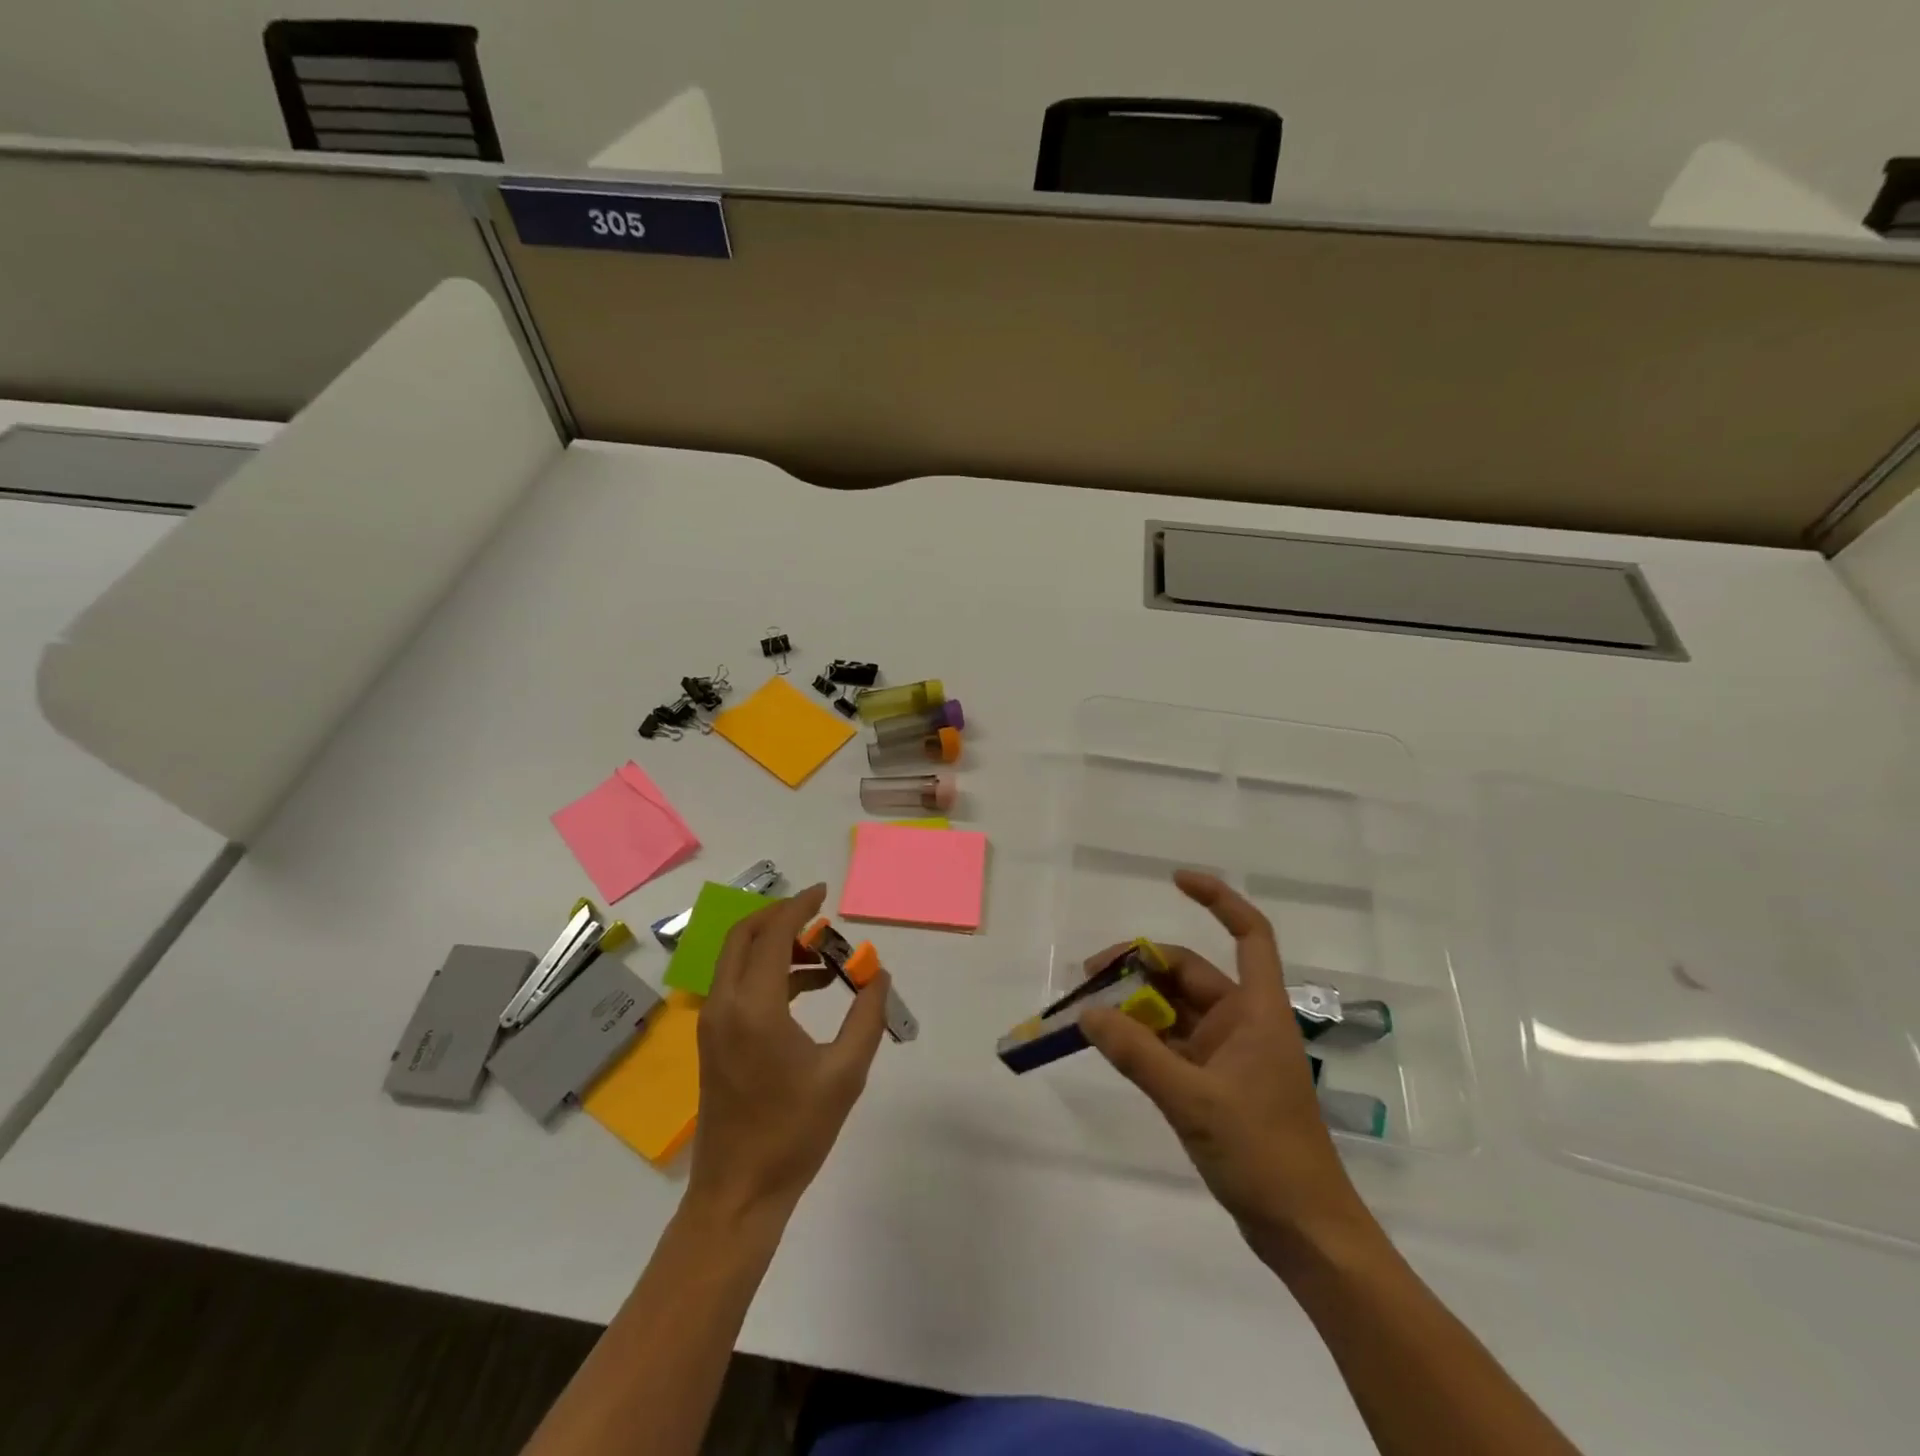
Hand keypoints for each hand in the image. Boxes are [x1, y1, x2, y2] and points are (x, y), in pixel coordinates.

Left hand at [688, 884, 889, 1224]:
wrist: (738, 1193)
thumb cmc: (794, 1133)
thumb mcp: (845, 1072)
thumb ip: (867, 1016)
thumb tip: (879, 976)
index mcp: (753, 1007)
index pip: (772, 934)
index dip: (799, 907)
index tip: (825, 892)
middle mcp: (724, 1005)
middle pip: (744, 936)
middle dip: (781, 917)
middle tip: (819, 916)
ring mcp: (713, 1023)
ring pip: (739, 960)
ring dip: (776, 946)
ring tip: (825, 958)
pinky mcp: (713, 1039)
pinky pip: (739, 985)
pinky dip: (769, 973)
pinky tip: (807, 989)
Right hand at [1079, 870, 1371, 1261]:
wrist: (1305, 1232)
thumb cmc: (1263, 1155)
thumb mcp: (1192, 1101)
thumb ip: (1136, 1054)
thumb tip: (1087, 1013)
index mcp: (1258, 1011)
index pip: (1249, 935)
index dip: (1218, 899)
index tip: (1175, 880)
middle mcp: (1244, 1022)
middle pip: (1191, 972)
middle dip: (1142, 967)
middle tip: (1090, 978)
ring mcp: (1230, 1054)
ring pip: (1176, 1010)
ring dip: (1136, 1007)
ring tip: (1088, 1011)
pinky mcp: (1217, 1083)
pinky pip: (1172, 1044)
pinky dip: (1142, 1039)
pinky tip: (1110, 1044)